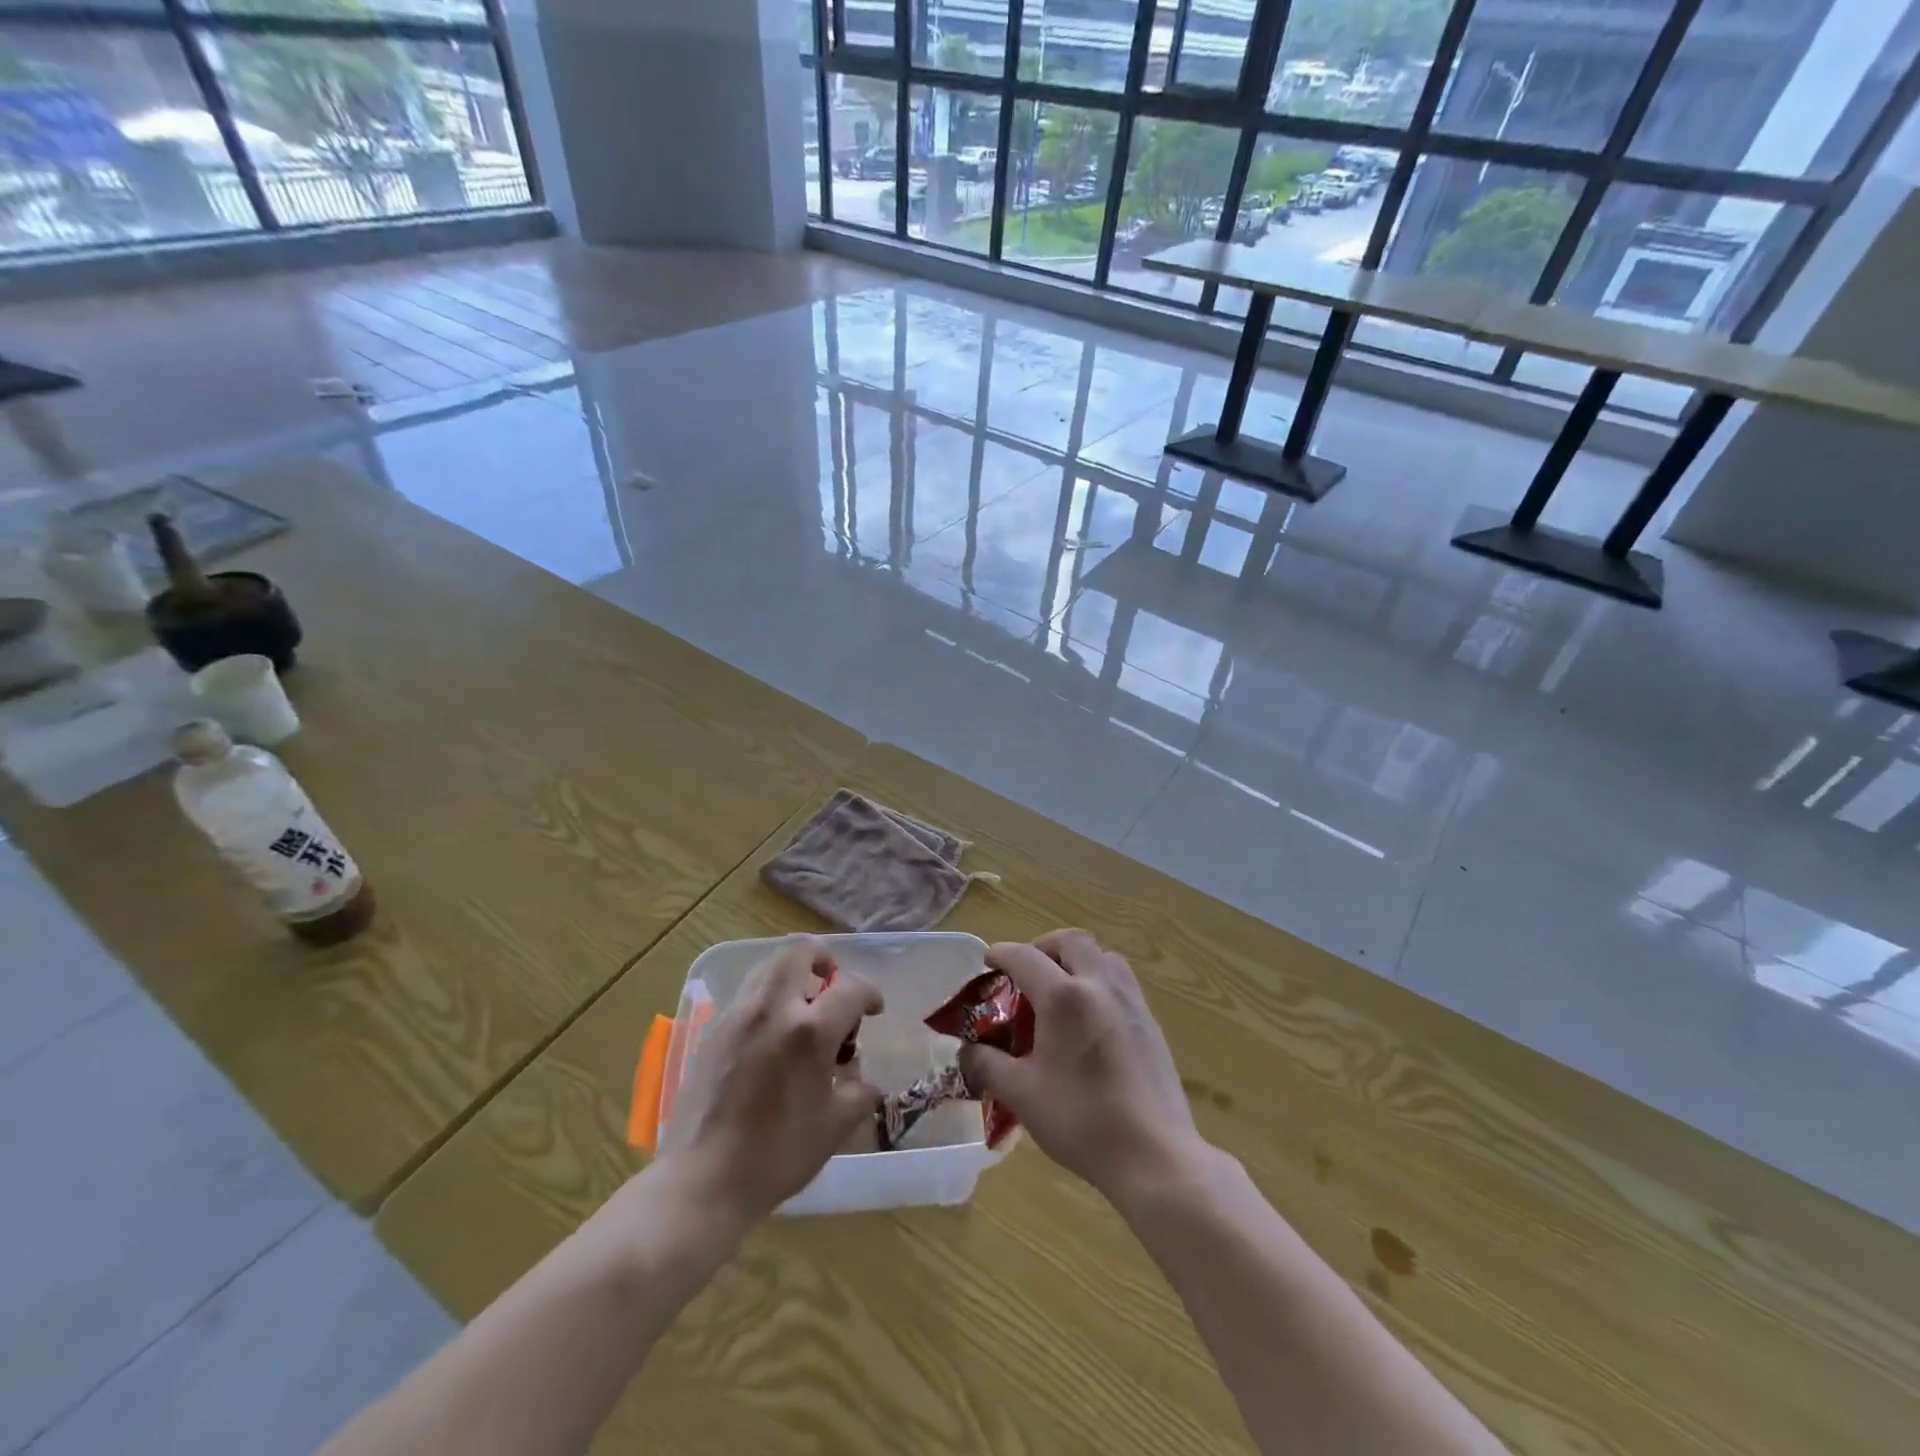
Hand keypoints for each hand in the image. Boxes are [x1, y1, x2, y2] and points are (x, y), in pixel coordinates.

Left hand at [657, 937, 882, 1225]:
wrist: (703, 1182)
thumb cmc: (777, 1156)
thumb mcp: (834, 1128)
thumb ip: (858, 1094)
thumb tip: (862, 1080)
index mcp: (809, 1031)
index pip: (851, 988)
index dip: (869, 994)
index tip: (873, 1010)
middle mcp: (772, 1009)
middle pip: (799, 951)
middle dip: (823, 959)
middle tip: (831, 985)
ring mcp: (737, 1015)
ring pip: (768, 967)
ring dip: (792, 976)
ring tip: (801, 1009)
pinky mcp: (712, 1030)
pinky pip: (746, 995)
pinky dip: (767, 999)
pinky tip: (771, 1036)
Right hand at [959, 930, 1205, 1206]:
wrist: (1154, 1155)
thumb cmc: (1081, 1121)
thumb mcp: (1021, 1094)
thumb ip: (987, 1065)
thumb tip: (967, 1051)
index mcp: (1064, 997)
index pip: (1024, 956)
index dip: (1000, 954)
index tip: (988, 962)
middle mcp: (1099, 985)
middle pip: (1070, 941)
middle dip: (1042, 947)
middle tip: (1026, 973)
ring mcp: (1131, 1001)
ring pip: (1102, 956)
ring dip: (1076, 960)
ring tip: (1060, 991)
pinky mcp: (1150, 1022)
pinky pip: (1121, 981)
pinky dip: (1099, 982)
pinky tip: (1090, 1021)